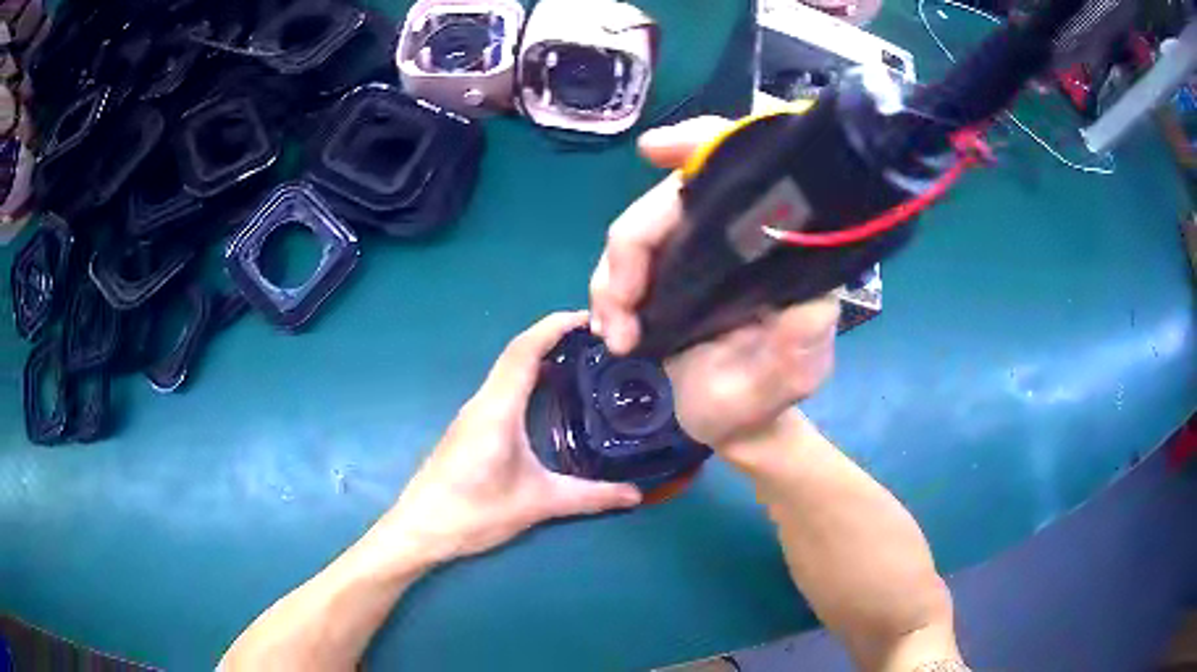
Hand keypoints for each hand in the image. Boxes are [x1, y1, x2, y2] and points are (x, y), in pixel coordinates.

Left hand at [376, 311, 641, 565]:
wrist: (420, 529)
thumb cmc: (473, 512)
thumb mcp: (537, 504)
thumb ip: (589, 498)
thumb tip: (636, 495)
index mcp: (497, 409)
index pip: (525, 350)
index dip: (555, 327)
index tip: (590, 319)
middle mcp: (482, 402)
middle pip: (517, 353)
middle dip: (553, 337)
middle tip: (596, 341)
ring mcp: (472, 414)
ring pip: (507, 370)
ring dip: (539, 356)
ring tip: (579, 361)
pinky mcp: (469, 428)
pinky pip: (502, 388)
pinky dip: (527, 377)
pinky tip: (548, 397)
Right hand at [589, 117, 840, 447]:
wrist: (725, 427)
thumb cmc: (762, 398)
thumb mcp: (792, 376)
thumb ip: (802, 345)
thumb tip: (809, 302)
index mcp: (769, 246)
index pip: (742, 170)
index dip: (699, 143)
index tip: (655, 150)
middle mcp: (730, 238)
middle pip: (668, 201)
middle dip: (630, 245)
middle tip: (618, 306)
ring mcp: (688, 255)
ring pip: (634, 233)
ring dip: (611, 277)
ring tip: (615, 334)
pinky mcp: (658, 277)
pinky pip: (619, 265)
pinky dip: (605, 290)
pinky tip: (607, 327)